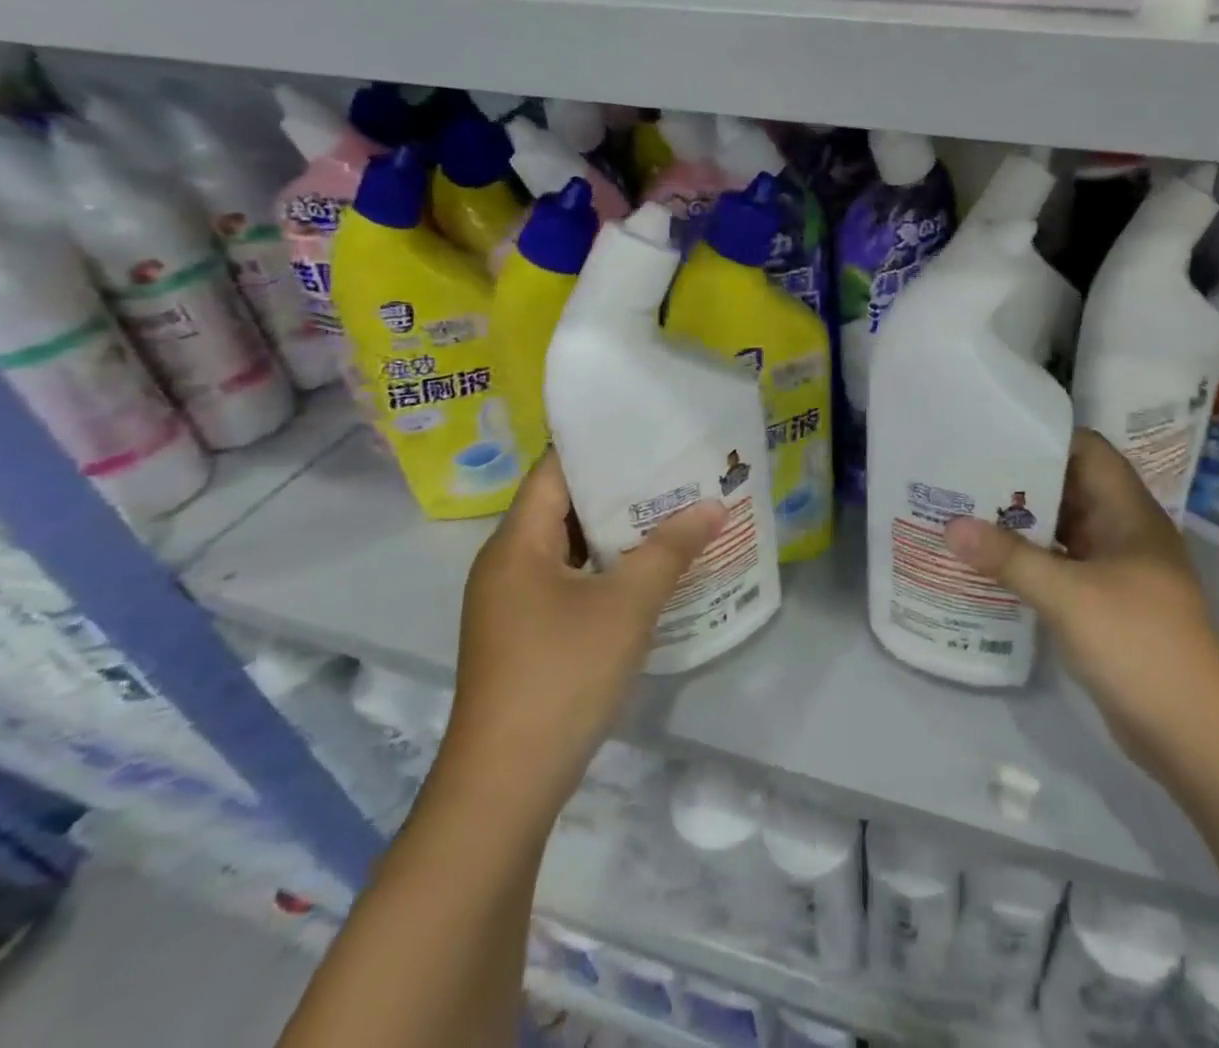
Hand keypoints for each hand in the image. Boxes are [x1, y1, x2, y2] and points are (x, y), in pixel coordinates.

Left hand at [445, 451, 725, 805]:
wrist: (505, 787)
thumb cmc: (562, 675)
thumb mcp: (627, 605)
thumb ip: (671, 549)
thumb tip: (713, 505)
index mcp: (515, 545)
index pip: (554, 471)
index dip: (598, 447)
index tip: (648, 432)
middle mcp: (506, 566)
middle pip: (563, 508)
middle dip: (620, 490)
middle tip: (676, 471)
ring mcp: (513, 605)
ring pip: (569, 550)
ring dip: (617, 534)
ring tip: (673, 513)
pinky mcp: (525, 637)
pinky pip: (569, 584)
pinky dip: (606, 570)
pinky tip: (649, 573)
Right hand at [944, 430, 1218, 778]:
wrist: (1195, 736)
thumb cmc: (1140, 645)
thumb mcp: (1069, 596)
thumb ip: (1009, 558)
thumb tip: (949, 526)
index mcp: (1129, 512)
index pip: (1087, 449)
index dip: (1044, 436)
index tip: (992, 433)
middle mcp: (1122, 532)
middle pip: (1069, 487)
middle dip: (1020, 479)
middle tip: (962, 471)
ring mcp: (1114, 570)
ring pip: (1062, 530)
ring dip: (1020, 522)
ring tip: (963, 509)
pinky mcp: (1103, 604)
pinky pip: (1060, 566)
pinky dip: (1028, 560)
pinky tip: (987, 561)